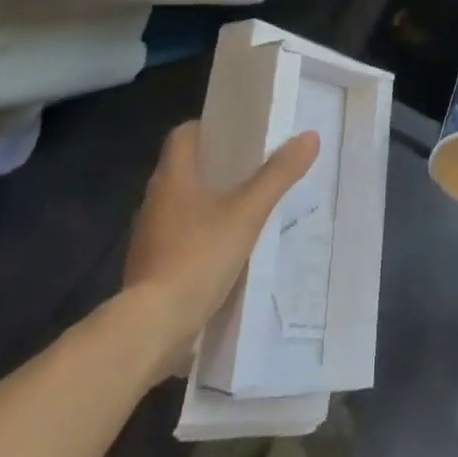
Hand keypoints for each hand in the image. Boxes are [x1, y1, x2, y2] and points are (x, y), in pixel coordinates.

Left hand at [123, 121, 318, 372]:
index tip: (237, 134)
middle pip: (184, 169)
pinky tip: (225, 253)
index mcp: (172, 177)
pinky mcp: (150, 269)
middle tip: (252, 170)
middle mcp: (154, 200)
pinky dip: (199, 239)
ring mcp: (149, 237)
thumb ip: (277, 176)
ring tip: (244, 211)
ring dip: (207, 205)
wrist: (152, 328)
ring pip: (181, 206)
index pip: (183, 135)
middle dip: (215, 167)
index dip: (208, 129)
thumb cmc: (197, 257)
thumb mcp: (246, 213)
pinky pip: (178, 240)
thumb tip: (309, 137)